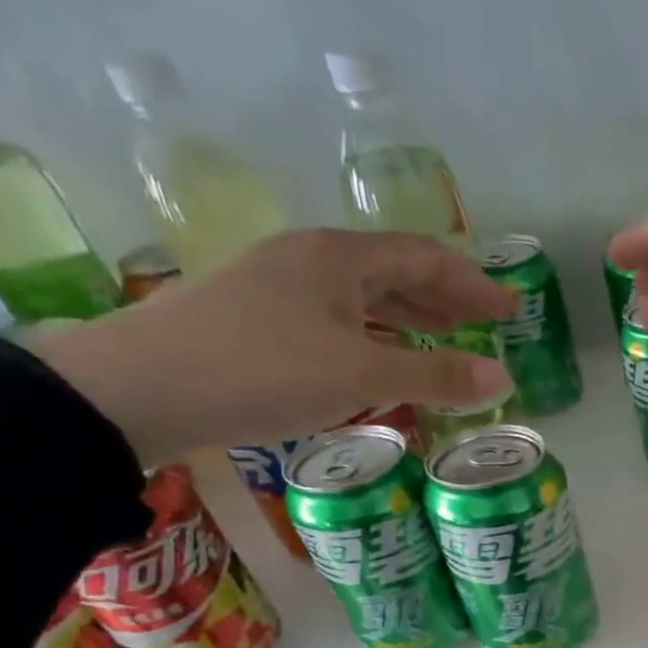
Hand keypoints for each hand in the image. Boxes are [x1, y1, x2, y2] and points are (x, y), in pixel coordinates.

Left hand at [30, 229, 515, 467]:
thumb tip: (504, 377)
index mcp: (337, 258)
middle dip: (446, 297)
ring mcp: (278, 288)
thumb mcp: (362, 376)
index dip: (473, 282)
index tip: (511, 309)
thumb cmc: (262, 371)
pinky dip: (376, 335)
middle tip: (487, 324)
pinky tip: (383, 359)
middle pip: (394, 270)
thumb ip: (437, 376)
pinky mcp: (258, 319)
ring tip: (447, 339)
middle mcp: (308, 260)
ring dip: (411, 315)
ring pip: (363, 295)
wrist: (137, 390)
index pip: (424, 257)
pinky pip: (338, 318)